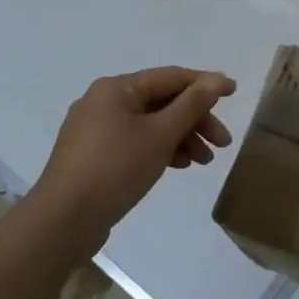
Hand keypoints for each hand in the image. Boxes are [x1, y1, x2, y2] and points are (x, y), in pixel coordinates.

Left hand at [37, 67, 236, 236]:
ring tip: (204, 162)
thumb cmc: (115, 168)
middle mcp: (104, 101)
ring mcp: (96, 129)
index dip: (206, 84)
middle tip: (223, 143)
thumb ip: (192, 104)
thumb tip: (218, 79)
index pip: (172, 77)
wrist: (63, 221)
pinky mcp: (94, 154)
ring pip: (151, 124)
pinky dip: (160, 149)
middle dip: (195, 120)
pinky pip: (136, 141)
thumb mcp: (161, 134)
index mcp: (117, 88)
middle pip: (162, 101)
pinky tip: (179, 166)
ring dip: (181, 138)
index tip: (235, 93)